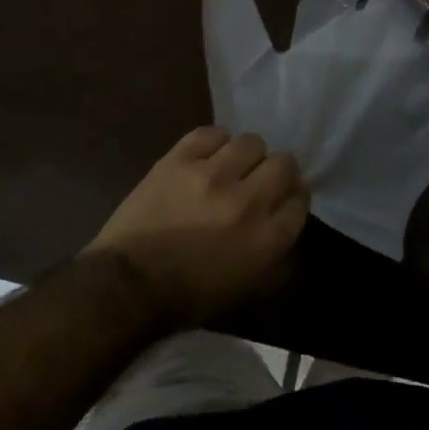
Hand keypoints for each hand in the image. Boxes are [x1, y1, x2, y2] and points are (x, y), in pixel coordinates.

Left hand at [83, 127, 308, 328]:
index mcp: (266, 240)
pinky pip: (213, 133)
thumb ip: (280, 259)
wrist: (127, 284)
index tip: (281, 201)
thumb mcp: (248, 290)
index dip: (293, 198)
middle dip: (277, 173)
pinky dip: (214, 144)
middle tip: (259, 182)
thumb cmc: (189, 296)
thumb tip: (289, 223)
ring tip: (230, 168)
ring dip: (245, 156)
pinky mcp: (180, 158)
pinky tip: (206, 158)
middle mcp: (247, 201)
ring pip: (251, 142)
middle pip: (284, 164)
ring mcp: (212, 175)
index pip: (300, 200)